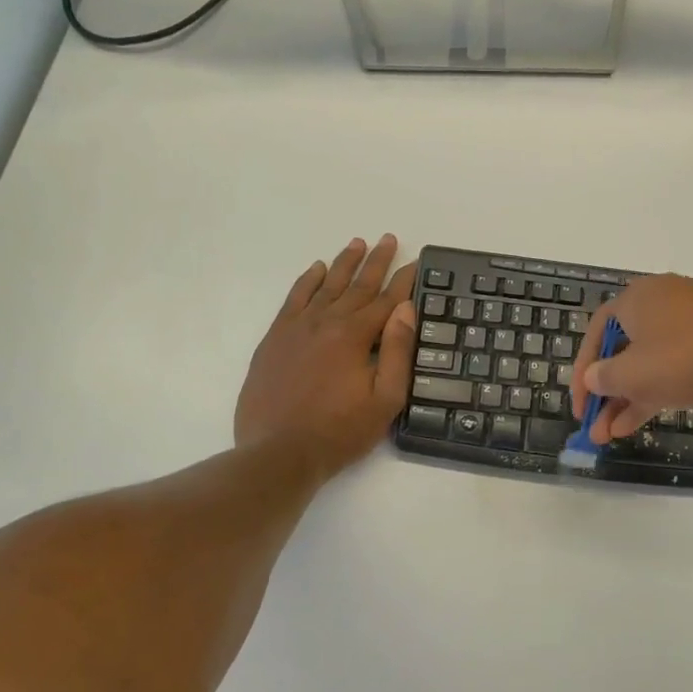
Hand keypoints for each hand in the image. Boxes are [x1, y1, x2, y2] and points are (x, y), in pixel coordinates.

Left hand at [235, 236, 417, 479]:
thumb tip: (405, 310)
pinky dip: (307, 281)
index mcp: (355, 336)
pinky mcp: (275, 338)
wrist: (279, 452)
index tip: (417, 262)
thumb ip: (397, 352)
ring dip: (344, 263)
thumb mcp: (384, 399)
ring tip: (357, 243)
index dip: (405, 280)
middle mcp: (326, 322)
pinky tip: (316, 269)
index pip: (387, 300)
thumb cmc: (340, 431)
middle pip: (357, 285)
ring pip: (325, 286)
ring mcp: (297, 328)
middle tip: (390, 239)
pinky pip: (294, 299)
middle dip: (377, 262)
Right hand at [570, 275, 692, 441]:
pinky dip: (659, 389)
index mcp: (637, 298)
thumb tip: (594, 378)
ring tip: (614, 435)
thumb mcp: (633, 374)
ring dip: (630, 398)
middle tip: (596, 427)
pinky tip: (645, 419)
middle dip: (607, 394)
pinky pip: (677, 363)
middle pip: (624, 350)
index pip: (597, 333)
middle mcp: (663, 301)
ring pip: (651, 362)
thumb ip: (604, 378)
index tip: (580, 405)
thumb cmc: (685, 358)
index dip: (582, 370)